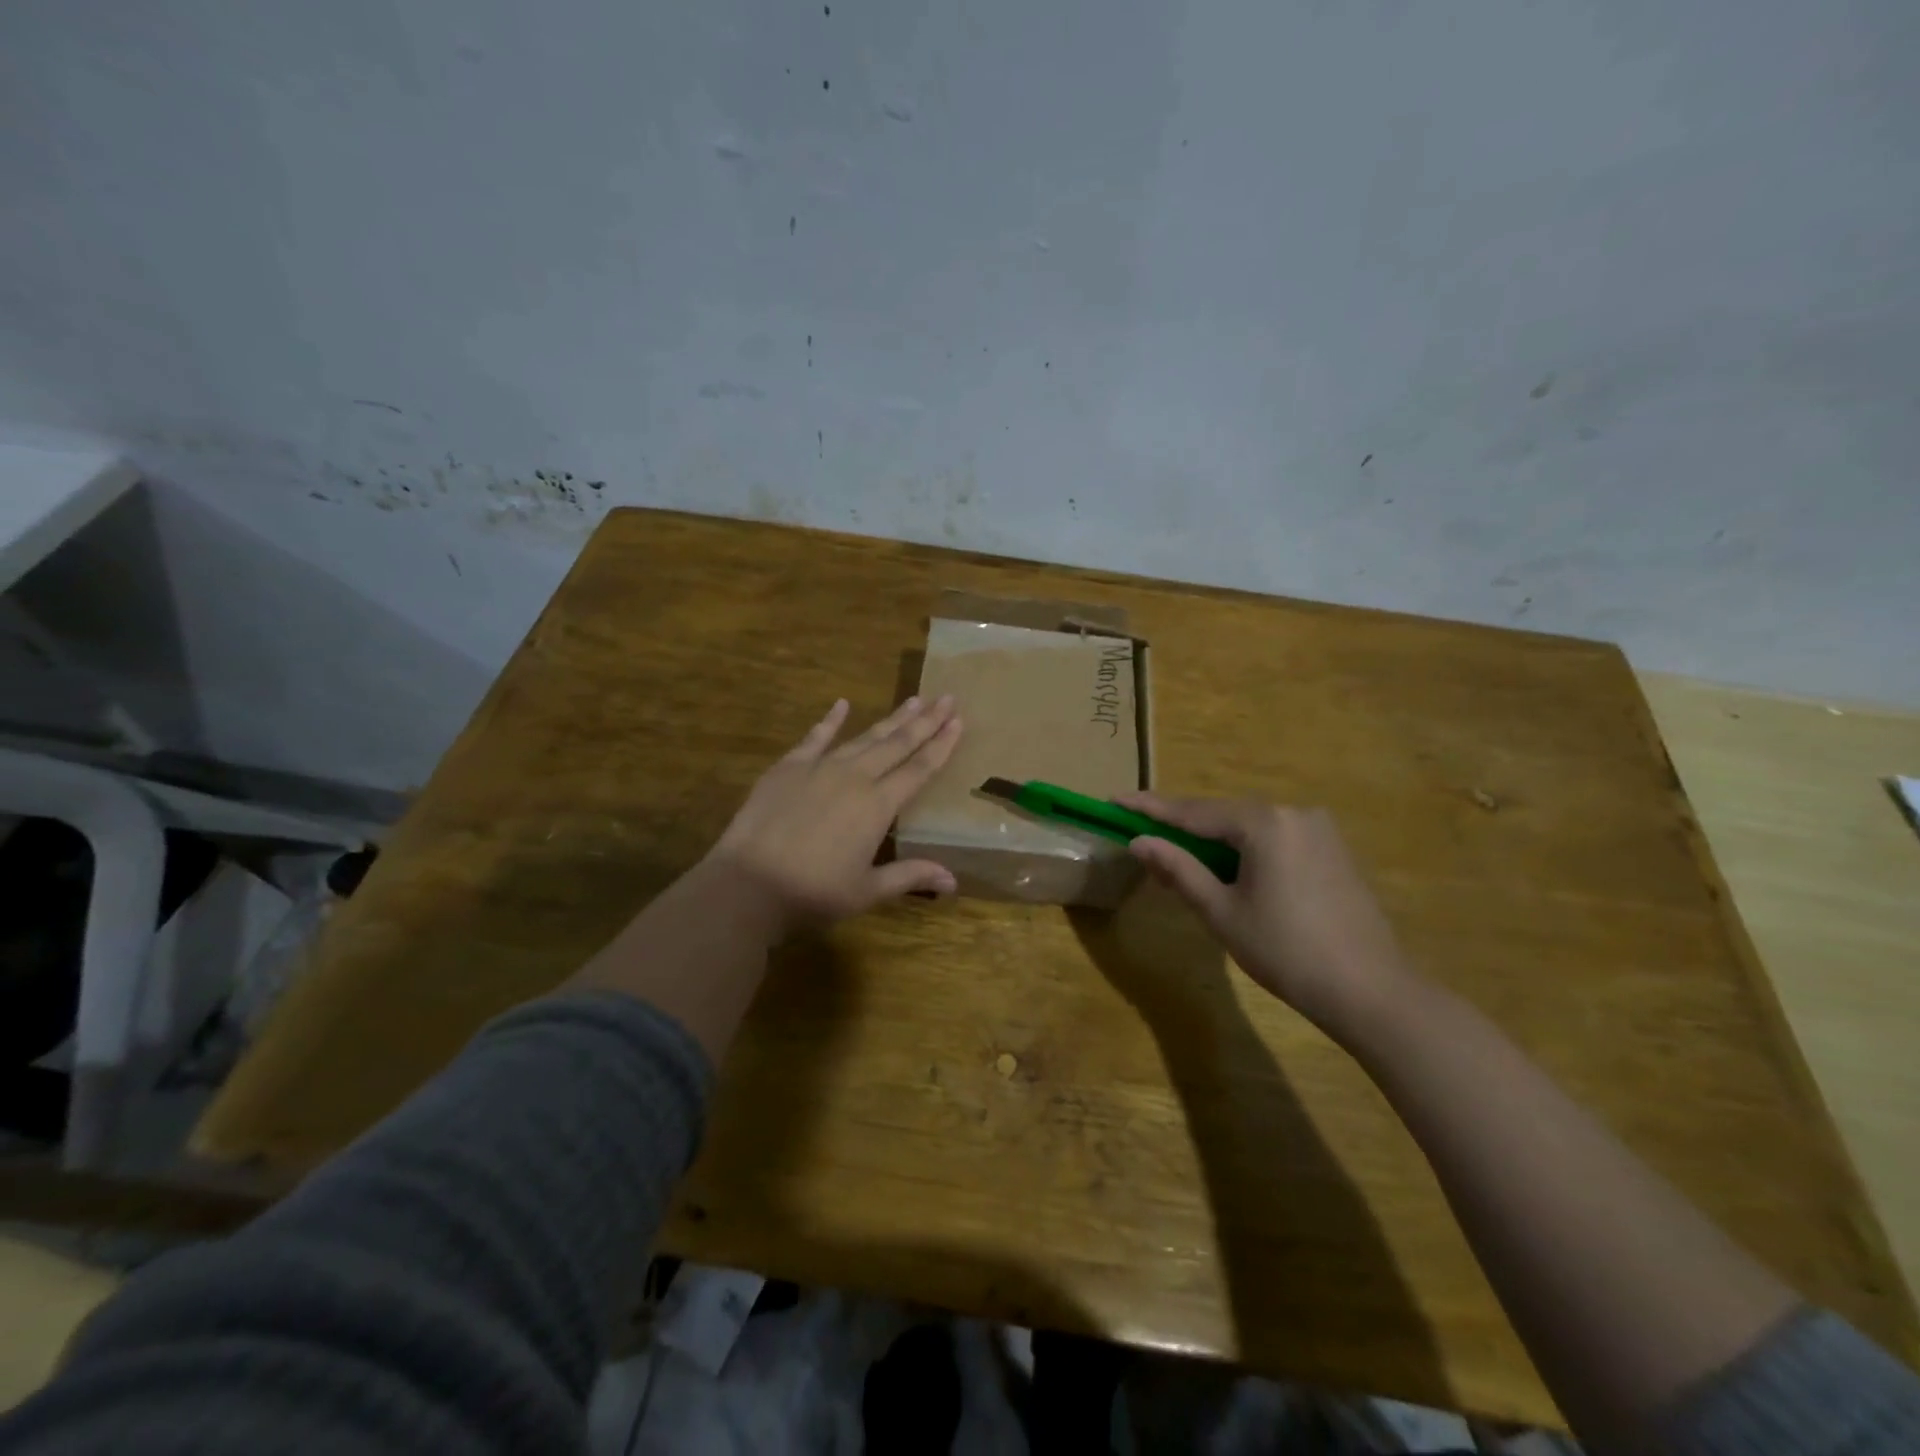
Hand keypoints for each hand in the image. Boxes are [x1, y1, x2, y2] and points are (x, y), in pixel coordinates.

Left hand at [706, 695, 963, 931]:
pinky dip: (830, 719)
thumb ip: (910, 876)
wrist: (748, 885)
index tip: (959, 720)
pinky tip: (842, 703)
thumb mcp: (866, 891)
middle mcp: (855, 777)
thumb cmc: (812, 893)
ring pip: (864, 737)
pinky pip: (815, 737)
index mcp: (878, 806)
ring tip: (913, 700)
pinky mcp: (789, 767)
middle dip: (925, 721)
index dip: (941, 745)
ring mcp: (820, 768)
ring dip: (890, 719)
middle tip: (946, 697)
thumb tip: (954, 882)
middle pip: (897, 744)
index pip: (919, 769)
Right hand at [1114, 793, 1418, 1039]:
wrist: (1370, 990)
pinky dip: (1246, 848)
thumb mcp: (1221, 911)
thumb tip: (1139, 842)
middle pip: (1223, 814)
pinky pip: (1275, 838)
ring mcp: (1319, 829)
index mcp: (1264, 823)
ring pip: (1250, 826)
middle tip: (1144, 834)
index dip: (1150, 807)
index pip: (1193, 811)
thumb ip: (1179, 869)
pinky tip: (1231, 869)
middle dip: (1183, 825)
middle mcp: (1293, 813)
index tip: (1115, 799)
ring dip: (1215, 839)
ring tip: (1182, 855)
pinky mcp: (1334, 850)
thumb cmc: (1285, 951)